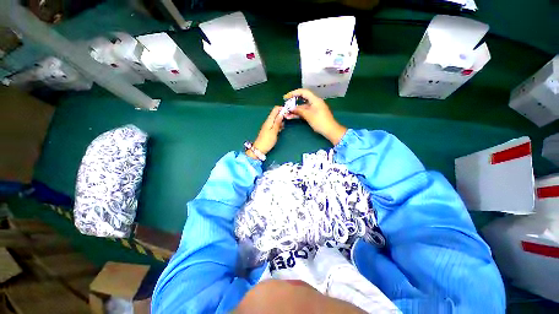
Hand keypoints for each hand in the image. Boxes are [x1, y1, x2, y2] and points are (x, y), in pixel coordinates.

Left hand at [247, 106, 284, 159]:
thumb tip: (281, 114)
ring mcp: (268, 126)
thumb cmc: (267, 141)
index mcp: (269, 120)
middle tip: (288, 119)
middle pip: (276, 114)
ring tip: (285, 125)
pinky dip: (279, 125)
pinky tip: (281, 129)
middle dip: (282, 114)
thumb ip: (278, 122)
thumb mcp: (274, 131)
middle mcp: (268, 121)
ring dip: (281, 120)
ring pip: (276, 119)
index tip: (288, 111)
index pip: (275, 109)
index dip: (282, 109)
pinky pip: (275, 124)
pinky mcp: (269, 130)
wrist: (259, 149)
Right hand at [283, 89, 346, 144]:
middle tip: (285, 106)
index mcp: (315, 99)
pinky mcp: (313, 114)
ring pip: (302, 107)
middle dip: (293, 103)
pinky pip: (304, 112)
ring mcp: (314, 109)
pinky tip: (291, 117)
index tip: (286, 97)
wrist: (330, 130)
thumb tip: (291, 108)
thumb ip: (299, 110)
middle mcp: (314, 102)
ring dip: (294, 111)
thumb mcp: (308, 115)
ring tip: (286, 115)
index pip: (303, 92)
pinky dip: (298, 114)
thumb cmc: (320, 121)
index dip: (294, 93)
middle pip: (302, 100)